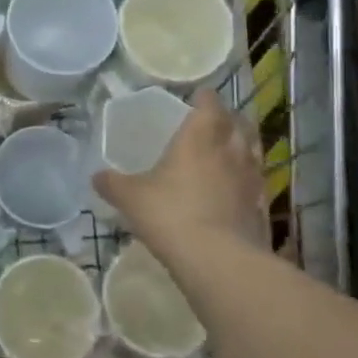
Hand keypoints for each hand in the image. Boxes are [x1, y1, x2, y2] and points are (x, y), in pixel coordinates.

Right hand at [93, 88, 270, 260]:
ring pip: (253, 150)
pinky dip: (247, 179)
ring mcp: (251, 178)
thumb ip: (113, 184)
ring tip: (228, 151)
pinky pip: (256, 182)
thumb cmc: (171, 214)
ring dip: (243, 146)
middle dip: (228, 118)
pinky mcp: (261, 206)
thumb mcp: (131, 198)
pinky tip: (235, 189)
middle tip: (214, 122)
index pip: (210, 104)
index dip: (204, 97)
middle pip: (239, 123)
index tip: (197, 96)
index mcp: (200, 136)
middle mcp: (231, 150)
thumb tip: (96, 177)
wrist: (218, 260)